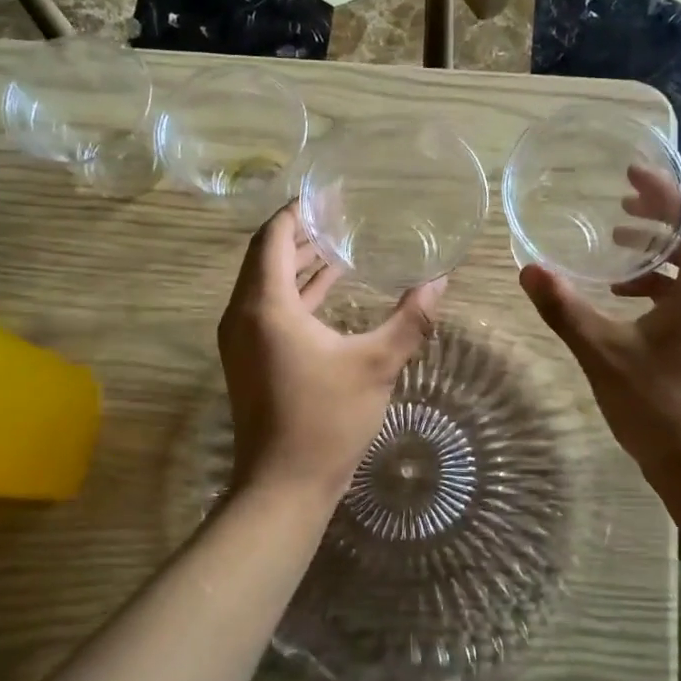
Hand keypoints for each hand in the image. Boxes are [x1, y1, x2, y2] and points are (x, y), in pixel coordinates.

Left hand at [218, 206, 445, 501]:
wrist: (283, 486)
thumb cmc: (327, 420)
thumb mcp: (376, 364)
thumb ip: (409, 319)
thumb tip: (439, 282)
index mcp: (265, 306)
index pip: (272, 237)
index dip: (298, 211)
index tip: (328, 195)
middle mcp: (243, 315)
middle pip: (265, 256)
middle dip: (300, 233)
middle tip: (339, 214)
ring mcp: (241, 340)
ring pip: (266, 284)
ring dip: (298, 263)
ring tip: (339, 244)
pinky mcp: (249, 359)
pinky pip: (269, 309)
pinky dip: (296, 293)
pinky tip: (330, 290)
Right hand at [519, 169, 680, 500]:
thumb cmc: (658, 409)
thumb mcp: (603, 355)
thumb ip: (565, 309)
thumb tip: (528, 270)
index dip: (666, 189)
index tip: (630, 174)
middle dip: (671, 207)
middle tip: (626, 200)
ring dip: (670, 239)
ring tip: (621, 238)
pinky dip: (669, 273)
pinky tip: (628, 292)